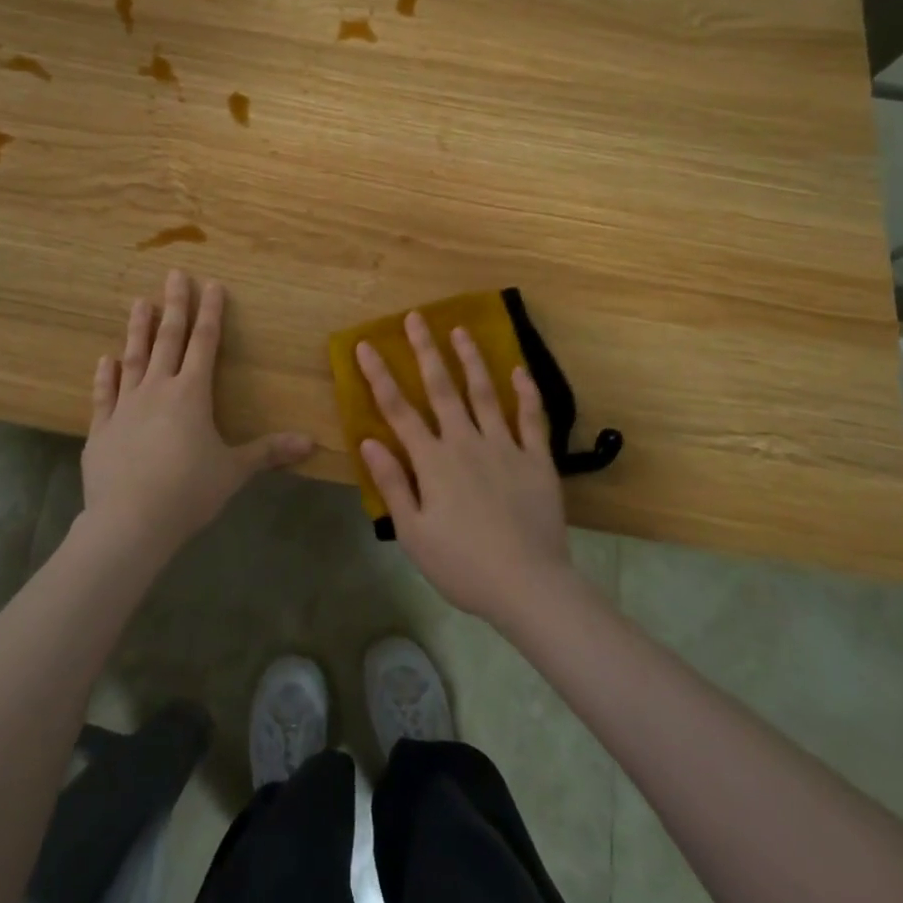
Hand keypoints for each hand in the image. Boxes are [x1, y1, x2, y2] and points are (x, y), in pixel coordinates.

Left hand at [83, 270, 313, 557]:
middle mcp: (158, 390)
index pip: (205, 344)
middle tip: (174, 274)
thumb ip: (268, 452)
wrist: (129, 522)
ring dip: (137, 330)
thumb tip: (311, 443)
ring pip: (134, 358)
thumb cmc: (188, 492)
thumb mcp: (234, 471)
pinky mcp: (101, 429)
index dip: (211, 313)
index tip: (212, 285)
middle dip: (174, 305)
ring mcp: (125, 407)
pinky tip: (105, 359)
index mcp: (192, 394)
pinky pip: (104, 395)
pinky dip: (106, 375)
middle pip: (168, 339)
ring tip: (139, 302)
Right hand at [356, 314, 574, 621]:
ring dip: (471, 359)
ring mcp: (504, 447)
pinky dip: (527, 392)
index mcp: (432, 461)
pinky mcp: (536, 459)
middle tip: (416, 317)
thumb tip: (368, 441)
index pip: (398, 410)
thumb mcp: (414, 533)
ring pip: (484, 393)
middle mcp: (465, 442)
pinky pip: (532, 418)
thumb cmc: (462, 564)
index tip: (366, 345)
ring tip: (460, 330)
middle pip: (442, 388)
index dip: (379, 375)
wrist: (527, 585)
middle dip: (425, 350)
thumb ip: (392, 484)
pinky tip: (520, 370)